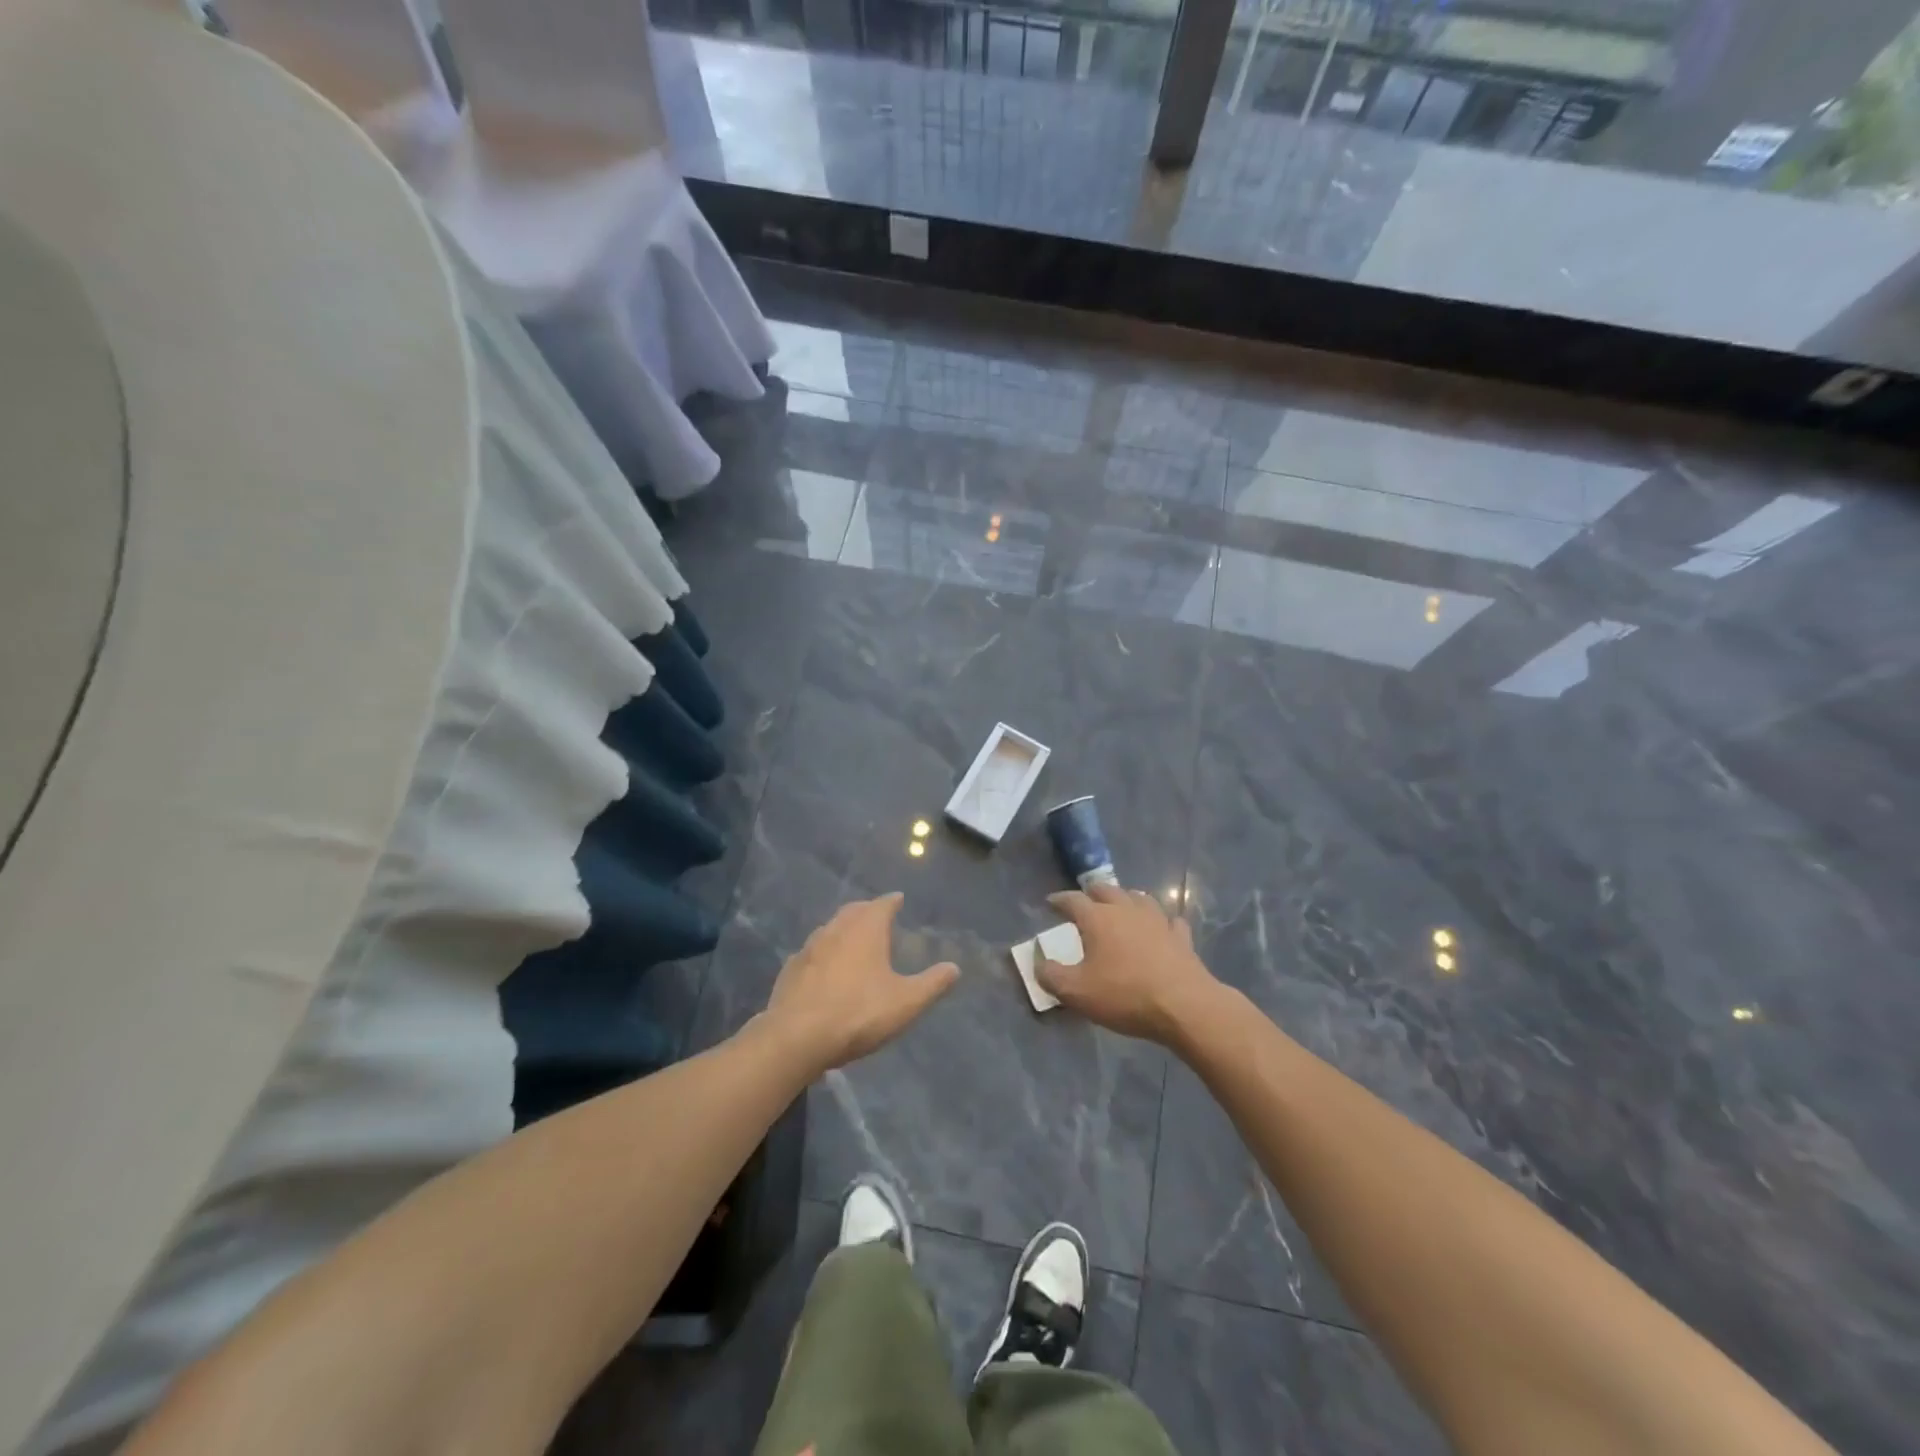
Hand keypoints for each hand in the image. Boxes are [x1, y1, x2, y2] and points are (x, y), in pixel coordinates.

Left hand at [762, 893, 958, 1072]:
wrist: (796, 1038)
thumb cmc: (858, 1014)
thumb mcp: (906, 1003)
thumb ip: (932, 984)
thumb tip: (954, 968)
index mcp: (865, 930)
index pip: (882, 905)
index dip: (892, 901)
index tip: (898, 898)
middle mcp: (836, 930)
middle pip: (853, 911)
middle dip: (867, 910)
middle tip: (876, 914)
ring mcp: (809, 948)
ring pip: (829, 928)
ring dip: (843, 929)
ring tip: (852, 939)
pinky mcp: (790, 970)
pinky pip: (811, 953)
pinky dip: (822, 953)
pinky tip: (823, 967)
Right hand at [1035, 882, 1220, 1044]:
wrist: (1184, 1006)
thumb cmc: (1124, 995)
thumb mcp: (1076, 992)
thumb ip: (1051, 976)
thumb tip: (1039, 964)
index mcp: (1098, 918)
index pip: (1073, 900)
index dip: (1059, 900)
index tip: (1050, 902)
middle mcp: (1126, 910)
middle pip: (1107, 890)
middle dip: (1092, 893)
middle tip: (1085, 900)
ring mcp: (1157, 920)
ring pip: (1139, 898)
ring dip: (1126, 899)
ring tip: (1121, 906)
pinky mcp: (1180, 937)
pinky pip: (1169, 921)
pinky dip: (1161, 921)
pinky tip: (1161, 927)